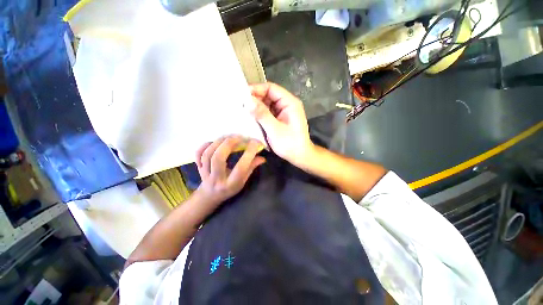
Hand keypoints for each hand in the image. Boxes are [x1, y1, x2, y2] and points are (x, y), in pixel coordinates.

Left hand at [195, 137, 265, 204]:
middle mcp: (217, 179)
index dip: (249, 153)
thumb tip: (262, 157)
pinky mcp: (199, 167)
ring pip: (208, 154)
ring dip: (219, 142)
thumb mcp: (243, 182)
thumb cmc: (230, 188)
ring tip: (229, 137)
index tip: (255, 143)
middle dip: (229, 144)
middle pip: (219, 158)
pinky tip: (215, 142)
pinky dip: (206, 145)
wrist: (210, 195)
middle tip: (239, 137)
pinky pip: (198, 154)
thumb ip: (251, 168)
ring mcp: (205, 173)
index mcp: (231, 184)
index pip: (241, 168)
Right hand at [248, 83, 313, 165]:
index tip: (242, 95)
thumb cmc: (290, 144)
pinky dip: (259, 114)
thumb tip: (248, 101)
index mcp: (289, 103)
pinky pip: (268, 112)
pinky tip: (250, 117)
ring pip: (267, 104)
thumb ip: (262, 114)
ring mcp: (283, 112)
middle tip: (239, 104)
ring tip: (242, 110)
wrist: (300, 156)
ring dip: (256, 107)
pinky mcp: (279, 119)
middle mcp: (287, 104)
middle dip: (255, 99)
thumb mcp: (275, 129)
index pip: (271, 88)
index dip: (256, 89)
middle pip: (268, 95)